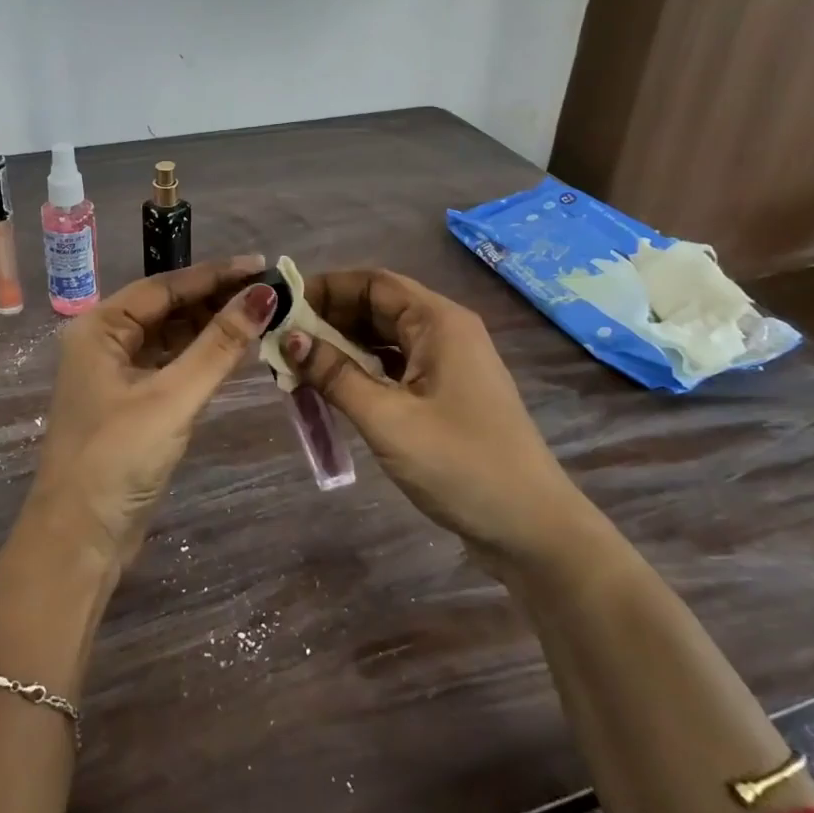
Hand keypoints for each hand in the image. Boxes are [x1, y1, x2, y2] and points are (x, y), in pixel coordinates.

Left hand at [31, 255, 278, 565]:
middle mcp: (104, 343)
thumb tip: (263, 296)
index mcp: (99, 328)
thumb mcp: (172, 397)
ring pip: (171, 339)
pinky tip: (235, 353)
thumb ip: (219, 346)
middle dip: (216, 301)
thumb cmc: (118, 458)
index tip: (261, 265)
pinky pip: (171, 367)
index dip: (214, 275)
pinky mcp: (131, 405)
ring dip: (211, 329)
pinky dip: (201, 359)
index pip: (163, 287)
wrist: (79, 538)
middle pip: (167, 310)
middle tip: (269, 293)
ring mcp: (116, 375)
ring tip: (261, 317)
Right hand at [281, 268, 583, 561]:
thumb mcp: (387, 419)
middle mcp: (445, 332)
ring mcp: (448, 364)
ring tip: (297, 364)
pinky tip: (332, 388)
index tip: (283, 305)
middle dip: (329, 318)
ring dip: (342, 347)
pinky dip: (362, 371)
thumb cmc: (461, 466)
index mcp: (439, 322)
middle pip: (378, 307)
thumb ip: (335, 375)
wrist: (532, 530)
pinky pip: (395, 367)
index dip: (326, 287)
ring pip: (384, 338)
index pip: (373, 282)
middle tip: (281, 339)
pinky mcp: (446, 394)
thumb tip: (289, 338)